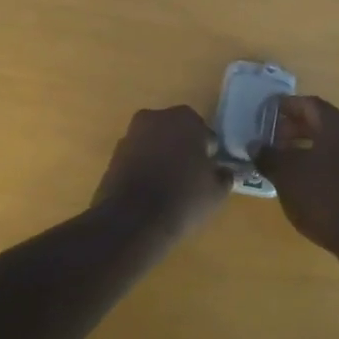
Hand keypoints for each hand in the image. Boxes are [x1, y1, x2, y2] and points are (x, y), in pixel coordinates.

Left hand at [92, 106, 230, 235]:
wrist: (133, 220)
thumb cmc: (184, 198)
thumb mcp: (217, 191)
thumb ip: (224, 175)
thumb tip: (222, 172)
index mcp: (185, 118)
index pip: (204, 133)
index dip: (208, 154)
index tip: (208, 172)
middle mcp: (155, 117)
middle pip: (176, 133)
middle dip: (182, 150)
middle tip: (190, 177)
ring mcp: (131, 134)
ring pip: (154, 144)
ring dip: (161, 157)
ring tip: (168, 187)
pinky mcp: (114, 155)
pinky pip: (137, 157)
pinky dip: (144, 168)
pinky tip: (149, 191)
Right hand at [257, 96, 338, 266]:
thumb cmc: (324, 197)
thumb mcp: (287, 175)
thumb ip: (269, 156)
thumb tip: (256, 146)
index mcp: (338, 124)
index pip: (309, 104)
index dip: (286, 106)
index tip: (267, 113)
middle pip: (323, 122)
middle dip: (296, 128)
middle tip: (273, 139)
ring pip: (335, 143)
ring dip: (310, 147)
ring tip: (287, 162)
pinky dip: (324, 162)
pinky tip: (309, 181)